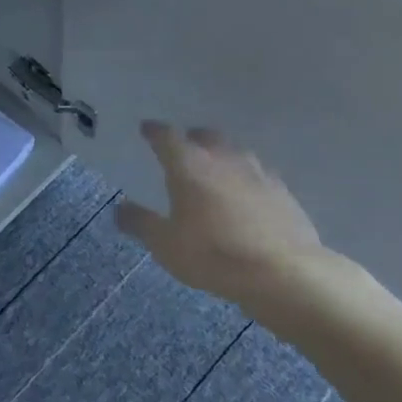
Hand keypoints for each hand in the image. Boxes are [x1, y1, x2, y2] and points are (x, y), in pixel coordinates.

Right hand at [116, 122, 336, 310]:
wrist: (282, 272)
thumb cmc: (213, 255)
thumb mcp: (165, 244)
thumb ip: (140, 223)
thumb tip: (119, 207)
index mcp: (189, 166)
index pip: (166, 137)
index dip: (154, 132)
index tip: (146, 129)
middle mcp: (223, 159)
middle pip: (205, 136)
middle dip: (191, 139)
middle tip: (183, 149)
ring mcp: (257, 172)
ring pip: (234, 152)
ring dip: (221, 155)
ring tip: (214, 169)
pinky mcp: (282, 191)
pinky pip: (258, 174)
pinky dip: (246, 177)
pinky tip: (246, 194)